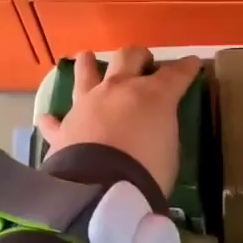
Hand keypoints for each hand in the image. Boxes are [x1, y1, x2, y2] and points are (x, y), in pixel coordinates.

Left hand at [37, 47, 201, 194]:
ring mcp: (86, 104)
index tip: (194, 64)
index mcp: (152, 95)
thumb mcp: (170, 151)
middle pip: (128, 58)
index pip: (175, 74)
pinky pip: (55, 120)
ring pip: (85, 73)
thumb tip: (155, 128)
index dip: (186, 68)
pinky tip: (49, 118)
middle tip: (144, 60)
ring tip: (87, 57)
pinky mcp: (64, 127)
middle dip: (139, 56)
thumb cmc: (148, 170)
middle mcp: (118, 89)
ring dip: (88, 64)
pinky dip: (54, 120)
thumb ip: (162, 131)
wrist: (101, 187)